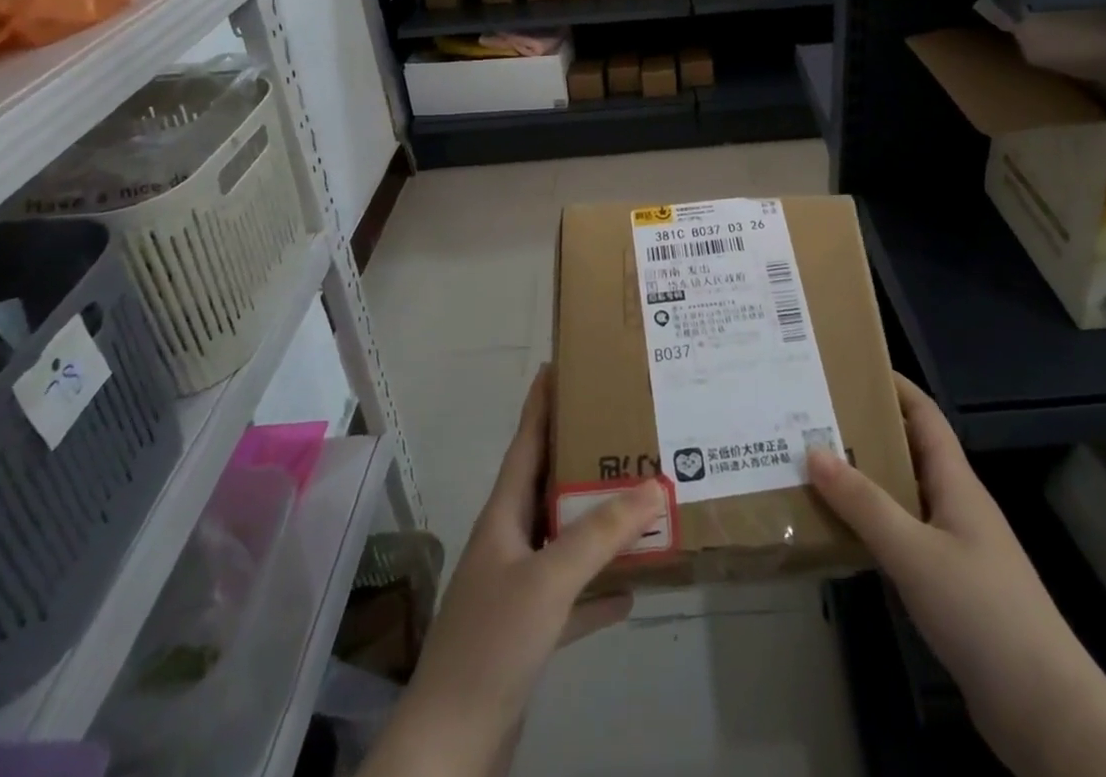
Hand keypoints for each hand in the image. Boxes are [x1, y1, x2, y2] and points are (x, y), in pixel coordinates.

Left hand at [363, 367, 664, 776]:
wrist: (450, 749)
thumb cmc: (492, 643)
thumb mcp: (549, 579)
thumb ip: (601, 533)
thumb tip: (655, 484)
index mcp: (502, 517)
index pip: (525, 444)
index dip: (540, 405)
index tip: (558, 366)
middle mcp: (508, 543)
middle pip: (546, 486)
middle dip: (579, 456)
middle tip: (619, 428)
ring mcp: (516, 590)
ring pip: (562, 540)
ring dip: (596, 521)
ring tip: (635, 496)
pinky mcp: (528, 633)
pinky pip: (572, 596)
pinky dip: (598, 589)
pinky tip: (632, 588)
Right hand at [808, 376, 1097, 733]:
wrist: (1044, 711)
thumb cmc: (982, 612)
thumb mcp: (914, 552)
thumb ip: (863, 503)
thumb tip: (813, 450)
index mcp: (957, 482)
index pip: (924, 415)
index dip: (893, 386)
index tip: (848, 367)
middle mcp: (956, 505)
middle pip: (908, 451)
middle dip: (864, 431)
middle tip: (812, 418)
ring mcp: (955, 547)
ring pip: (902, 496)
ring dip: (863, 480)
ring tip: (813, 467)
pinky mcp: (949, 585)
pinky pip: (903, 536)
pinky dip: (872, 526)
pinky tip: (839, 532)